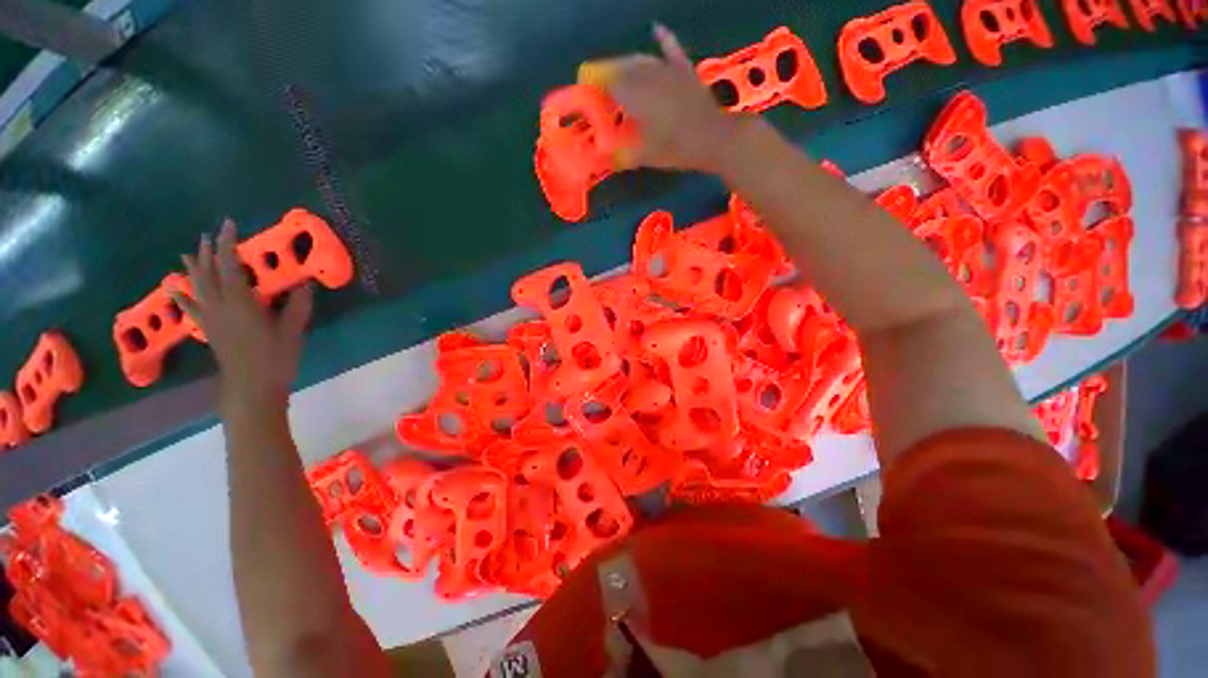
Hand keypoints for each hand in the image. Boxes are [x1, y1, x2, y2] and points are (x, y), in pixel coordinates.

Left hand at [174, 219, 312, 415]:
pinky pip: (191, 306)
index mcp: (241, 304)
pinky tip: (173, 286)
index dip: (228, 245)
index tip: (228, 225)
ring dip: (195, 267)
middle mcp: (220, 306)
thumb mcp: (291, 332)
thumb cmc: (274, 359)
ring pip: (197, 286)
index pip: (231, 267)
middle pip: (210, 273)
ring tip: (190, 251)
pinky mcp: (208, 329)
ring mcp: (211, 318)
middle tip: (211, 233)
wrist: (251, 387)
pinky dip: (182, 294)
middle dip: (210, 251)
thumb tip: (306, 285)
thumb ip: (297, 307)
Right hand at [579, 24, 744, 173]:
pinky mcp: (684, 71)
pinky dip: (663, 40)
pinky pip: (671, 50)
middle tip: (598, 84)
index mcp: (637, 97)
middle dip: (607, 73)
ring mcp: (668, 71)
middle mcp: (649, 77)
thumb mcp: (647, 157)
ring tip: (615, 69)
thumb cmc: (677, 149)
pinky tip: (656, 29)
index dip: (596, 86)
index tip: (585, 88)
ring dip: (625, 62)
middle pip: (622, 69)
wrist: (713, 138)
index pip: (609, 85)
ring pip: (641, 60)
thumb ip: (624, 154)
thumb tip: (605, 156)